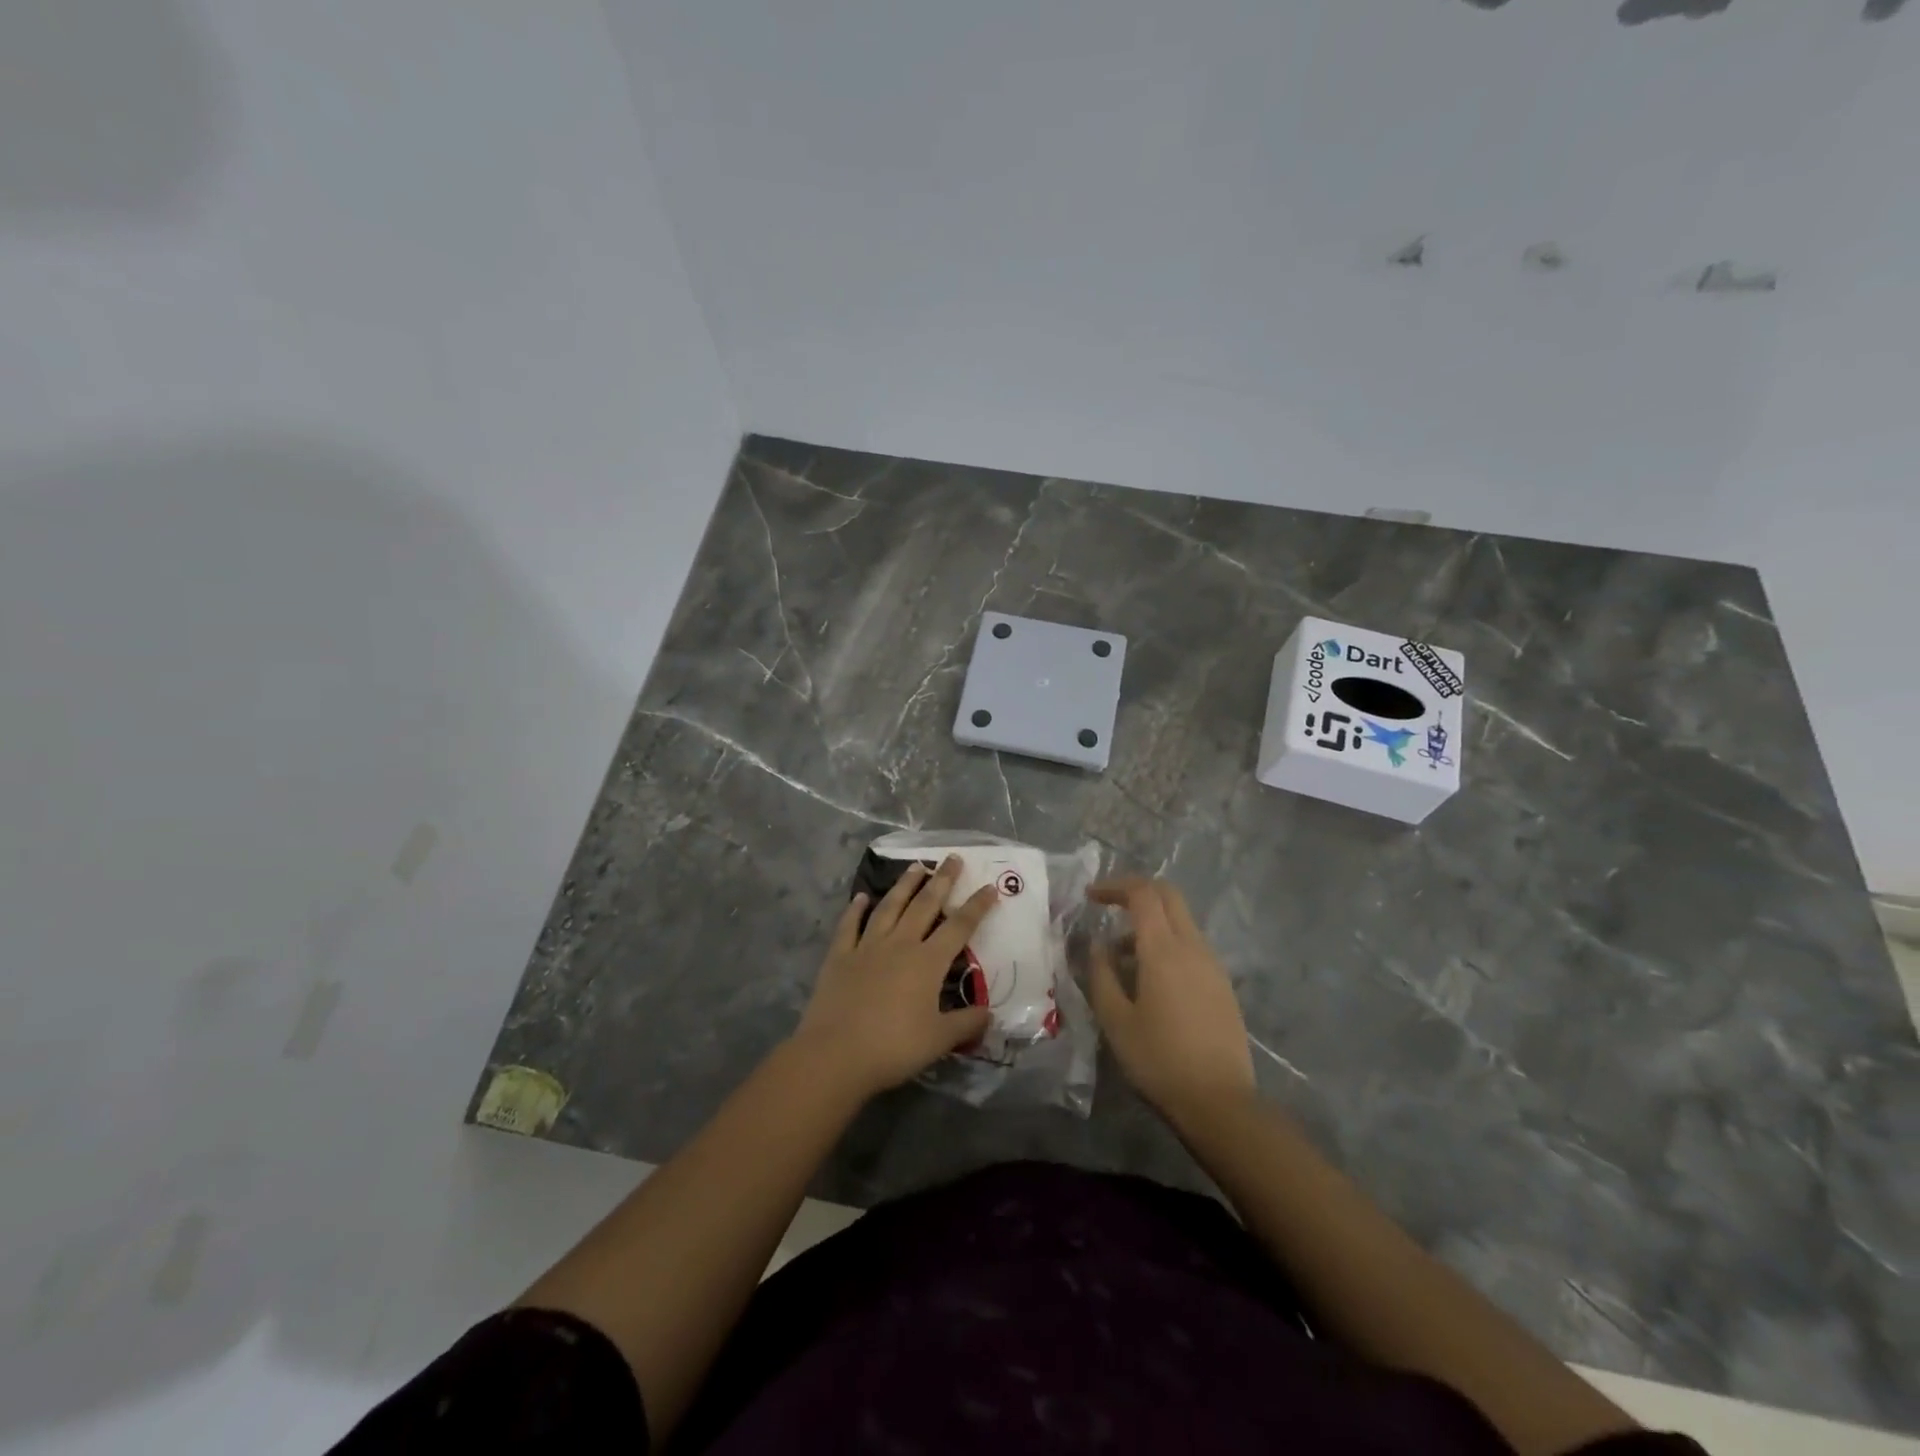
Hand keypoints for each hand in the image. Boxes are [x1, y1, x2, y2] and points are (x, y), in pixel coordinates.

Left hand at [793, 856, 997, 1099]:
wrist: (835, 1054)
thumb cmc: (893, 1047)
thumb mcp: (939, 1040)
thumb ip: (966, 1023)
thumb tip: (989, 1013)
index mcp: (927, 962)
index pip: (959, 927)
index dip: (976, 906)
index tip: (989, 886)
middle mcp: (900, 944)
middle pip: (925, 905)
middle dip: (942, 881)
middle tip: (952, 858)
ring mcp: (867, 947)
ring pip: (889, 907)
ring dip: (904, 885)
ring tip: (916, 866)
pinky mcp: (840, 956)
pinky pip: (849, 926)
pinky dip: (855, 909)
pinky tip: (861, 897)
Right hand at [1088, 877, 1255, 1121]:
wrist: (1220, 1102)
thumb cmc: (1159, 1060)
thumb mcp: (1115, 1020)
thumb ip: (1101, 974)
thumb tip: (1097, 944)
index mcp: (1164, 950)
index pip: (1142, 894)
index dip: (1114, 886)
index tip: (1090, 896)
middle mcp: (1193, 947)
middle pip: (1168, 896)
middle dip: (1137, 892)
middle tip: (1108, 906)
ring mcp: (1213, 965)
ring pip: (1181, 921)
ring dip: (1151, 922)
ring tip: (1121, 957)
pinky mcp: (1222, 985)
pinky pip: (1191, 946)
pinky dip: (1167, 944)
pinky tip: (1149, 979)